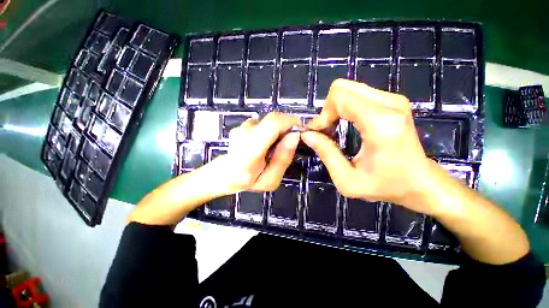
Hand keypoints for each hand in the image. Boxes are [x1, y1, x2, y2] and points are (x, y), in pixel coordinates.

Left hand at [216, 112, 300, 192]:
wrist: (225, 174)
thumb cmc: (248, 181)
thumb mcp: (270, 179)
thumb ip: (282, 159)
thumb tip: (294, 135)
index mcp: (251, 149)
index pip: (273, 123)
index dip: (291, 122)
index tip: (300, 131)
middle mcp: (244, 132)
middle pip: (274, 119)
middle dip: (287, 128)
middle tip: (288, 144)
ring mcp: (242, 126)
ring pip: (269, 121)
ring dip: (278, 131)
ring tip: (274, 147)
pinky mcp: (243, 124)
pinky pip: (263, 123)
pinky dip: (270, 131)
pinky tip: (265, 144)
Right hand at [302, 79, 438, 213]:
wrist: (421, 183)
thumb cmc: (386, 186)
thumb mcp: (347, 179)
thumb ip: (325, 153)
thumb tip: (307, 134)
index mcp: (380, 123)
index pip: (339, 98)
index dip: (322, 115)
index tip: (318, 134)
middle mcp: (389, 104)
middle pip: (342, 89)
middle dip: (327, 110)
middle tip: (326, 131)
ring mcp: (393, 99)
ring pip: (348, 89)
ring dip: (335, 109)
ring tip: (333, 129)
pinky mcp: (393, 101)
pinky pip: (358, 94)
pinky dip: (345, 107)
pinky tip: (345, 124)